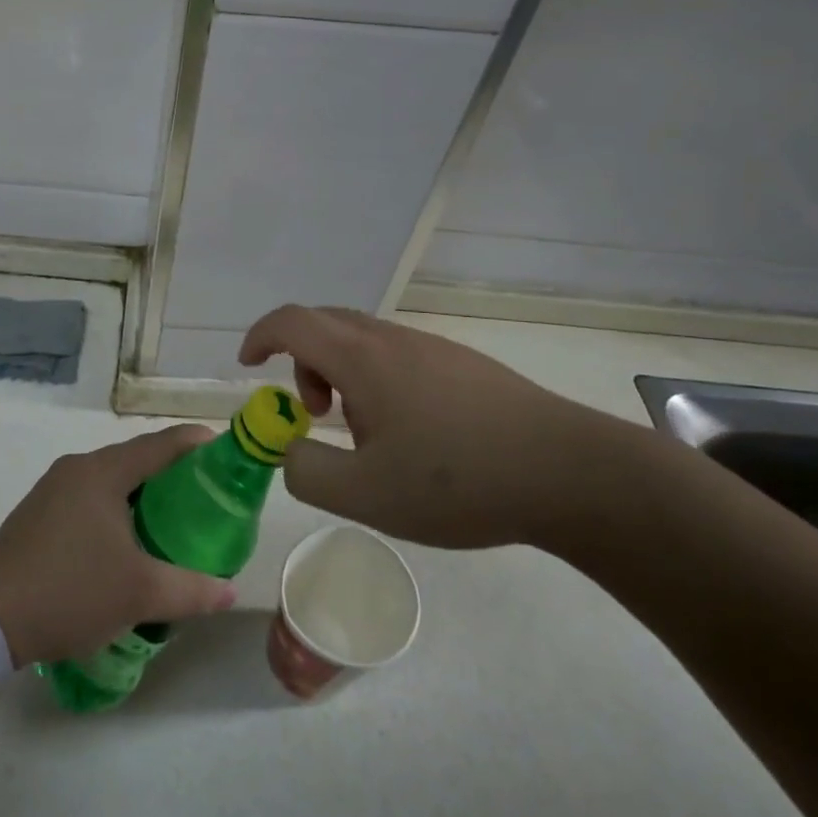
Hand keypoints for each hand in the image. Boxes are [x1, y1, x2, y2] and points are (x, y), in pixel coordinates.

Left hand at [0, 427, 238, 666]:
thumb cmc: (70, 590)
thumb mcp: (138, 594)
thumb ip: (190, 589)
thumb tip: (230, 592)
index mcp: (103, 471)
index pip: (160, 444)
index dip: (194, 443)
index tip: (223, 449)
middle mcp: (78, 468)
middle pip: (135, 458)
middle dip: (170, 470)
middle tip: (205, 492)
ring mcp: (54, 488)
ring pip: (110, 478)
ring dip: (141, 491)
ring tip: (171, 516)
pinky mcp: (39, 512)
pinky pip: (89, 496)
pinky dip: (115, 506)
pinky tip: (125, 538)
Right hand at [240, 305, 629, 550]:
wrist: (569, 471)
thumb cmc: (458, 481)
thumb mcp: (365, 495)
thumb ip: (306, 472)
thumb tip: (290, 450)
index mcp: (362, 358)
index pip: (292, 322)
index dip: (260, 336)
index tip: (248, 365)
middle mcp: (393, 339)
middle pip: (326, 324)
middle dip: (302, 361)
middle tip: (313, 412)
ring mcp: (432, 347)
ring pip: (363, 340)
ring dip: (342, 374)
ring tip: (366, 435)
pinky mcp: (463, 364)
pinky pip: (397, 355)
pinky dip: (376, 380)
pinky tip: (411, 434)